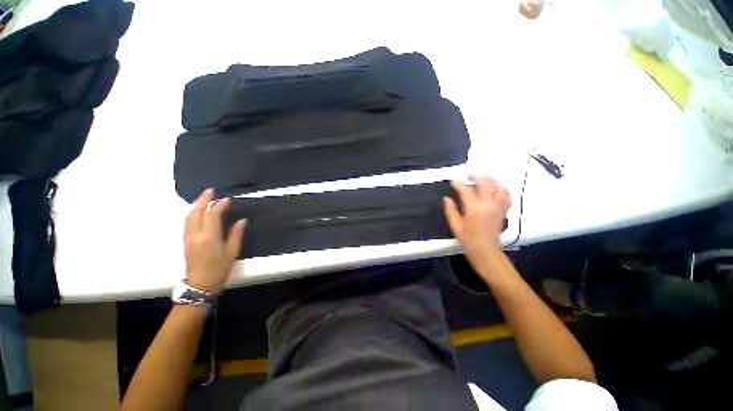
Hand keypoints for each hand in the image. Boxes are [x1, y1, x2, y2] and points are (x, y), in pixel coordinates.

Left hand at [183, 189, 246, 292]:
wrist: (200, 285)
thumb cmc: (219, 269)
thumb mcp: (232, 252)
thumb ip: (236, 234)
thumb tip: (242, 221)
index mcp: (209, 237)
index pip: (212, 215)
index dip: (219, 205)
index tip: (227, 199)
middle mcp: (196, 235)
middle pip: (196, 212)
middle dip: (203, 200)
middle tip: (210, 191)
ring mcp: (188, 238)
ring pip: (189, 217)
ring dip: (196, 205)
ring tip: (204, 198)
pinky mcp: (185, 241)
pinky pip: (187, 222)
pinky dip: (192, 213)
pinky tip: (198, 211)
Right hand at [444, 176, 511, 275]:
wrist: (486, 251)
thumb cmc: (468, 240)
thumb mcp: (455, 226)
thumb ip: (450, 210)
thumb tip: (447, 198)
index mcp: (474, 209)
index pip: (466, 190)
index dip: (458, 184)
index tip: (453, 182)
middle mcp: (488, 205)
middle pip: (485, 183)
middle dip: (476, 176)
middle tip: (468, 176)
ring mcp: (498, 207)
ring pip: (498, 186)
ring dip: (490, 180)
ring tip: (482, 180)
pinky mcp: (503, 211)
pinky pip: (507, 195)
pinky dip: (501, 189)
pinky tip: (495, 189)